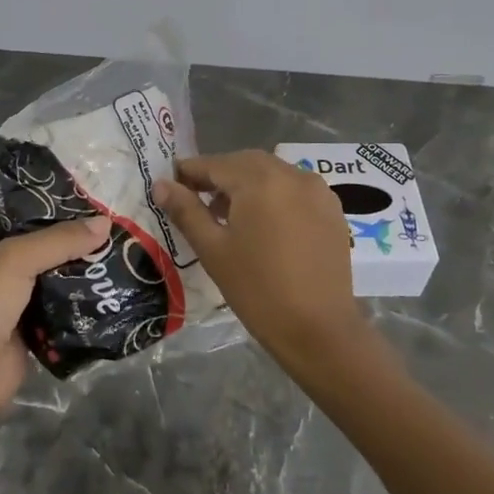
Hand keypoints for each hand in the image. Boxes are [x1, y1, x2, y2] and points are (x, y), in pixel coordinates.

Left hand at [0, 215, 111, 408]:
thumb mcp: (18, 258)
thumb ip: (61, 239)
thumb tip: (105, 223)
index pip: (15, 212)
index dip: (48, 206)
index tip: (86, 200)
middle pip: (36, 244)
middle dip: (69, 239)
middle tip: (108, 227)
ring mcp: (6, 297)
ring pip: (48, 274)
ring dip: (76, 269)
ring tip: (114, 251)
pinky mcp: (24, 325)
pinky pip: (55, 303)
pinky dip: (75, 298)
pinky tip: (105, 286)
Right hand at [153, 151, 363, 368]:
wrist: (319, 330)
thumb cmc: (257, 290)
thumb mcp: (213, 249)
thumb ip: (186, 211)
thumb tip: (161, 185)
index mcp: (260, 180)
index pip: (215, 164)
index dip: (189, 172)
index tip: (170, 184)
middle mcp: (292, 174)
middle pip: (245, 163)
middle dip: (219, 175)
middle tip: (195, 197)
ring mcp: (317, 190)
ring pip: (272, 174)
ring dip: (246, 184)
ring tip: (227, 214)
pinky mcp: (332, 210)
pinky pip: (294, 189)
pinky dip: (273, 195)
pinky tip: (262, 223)